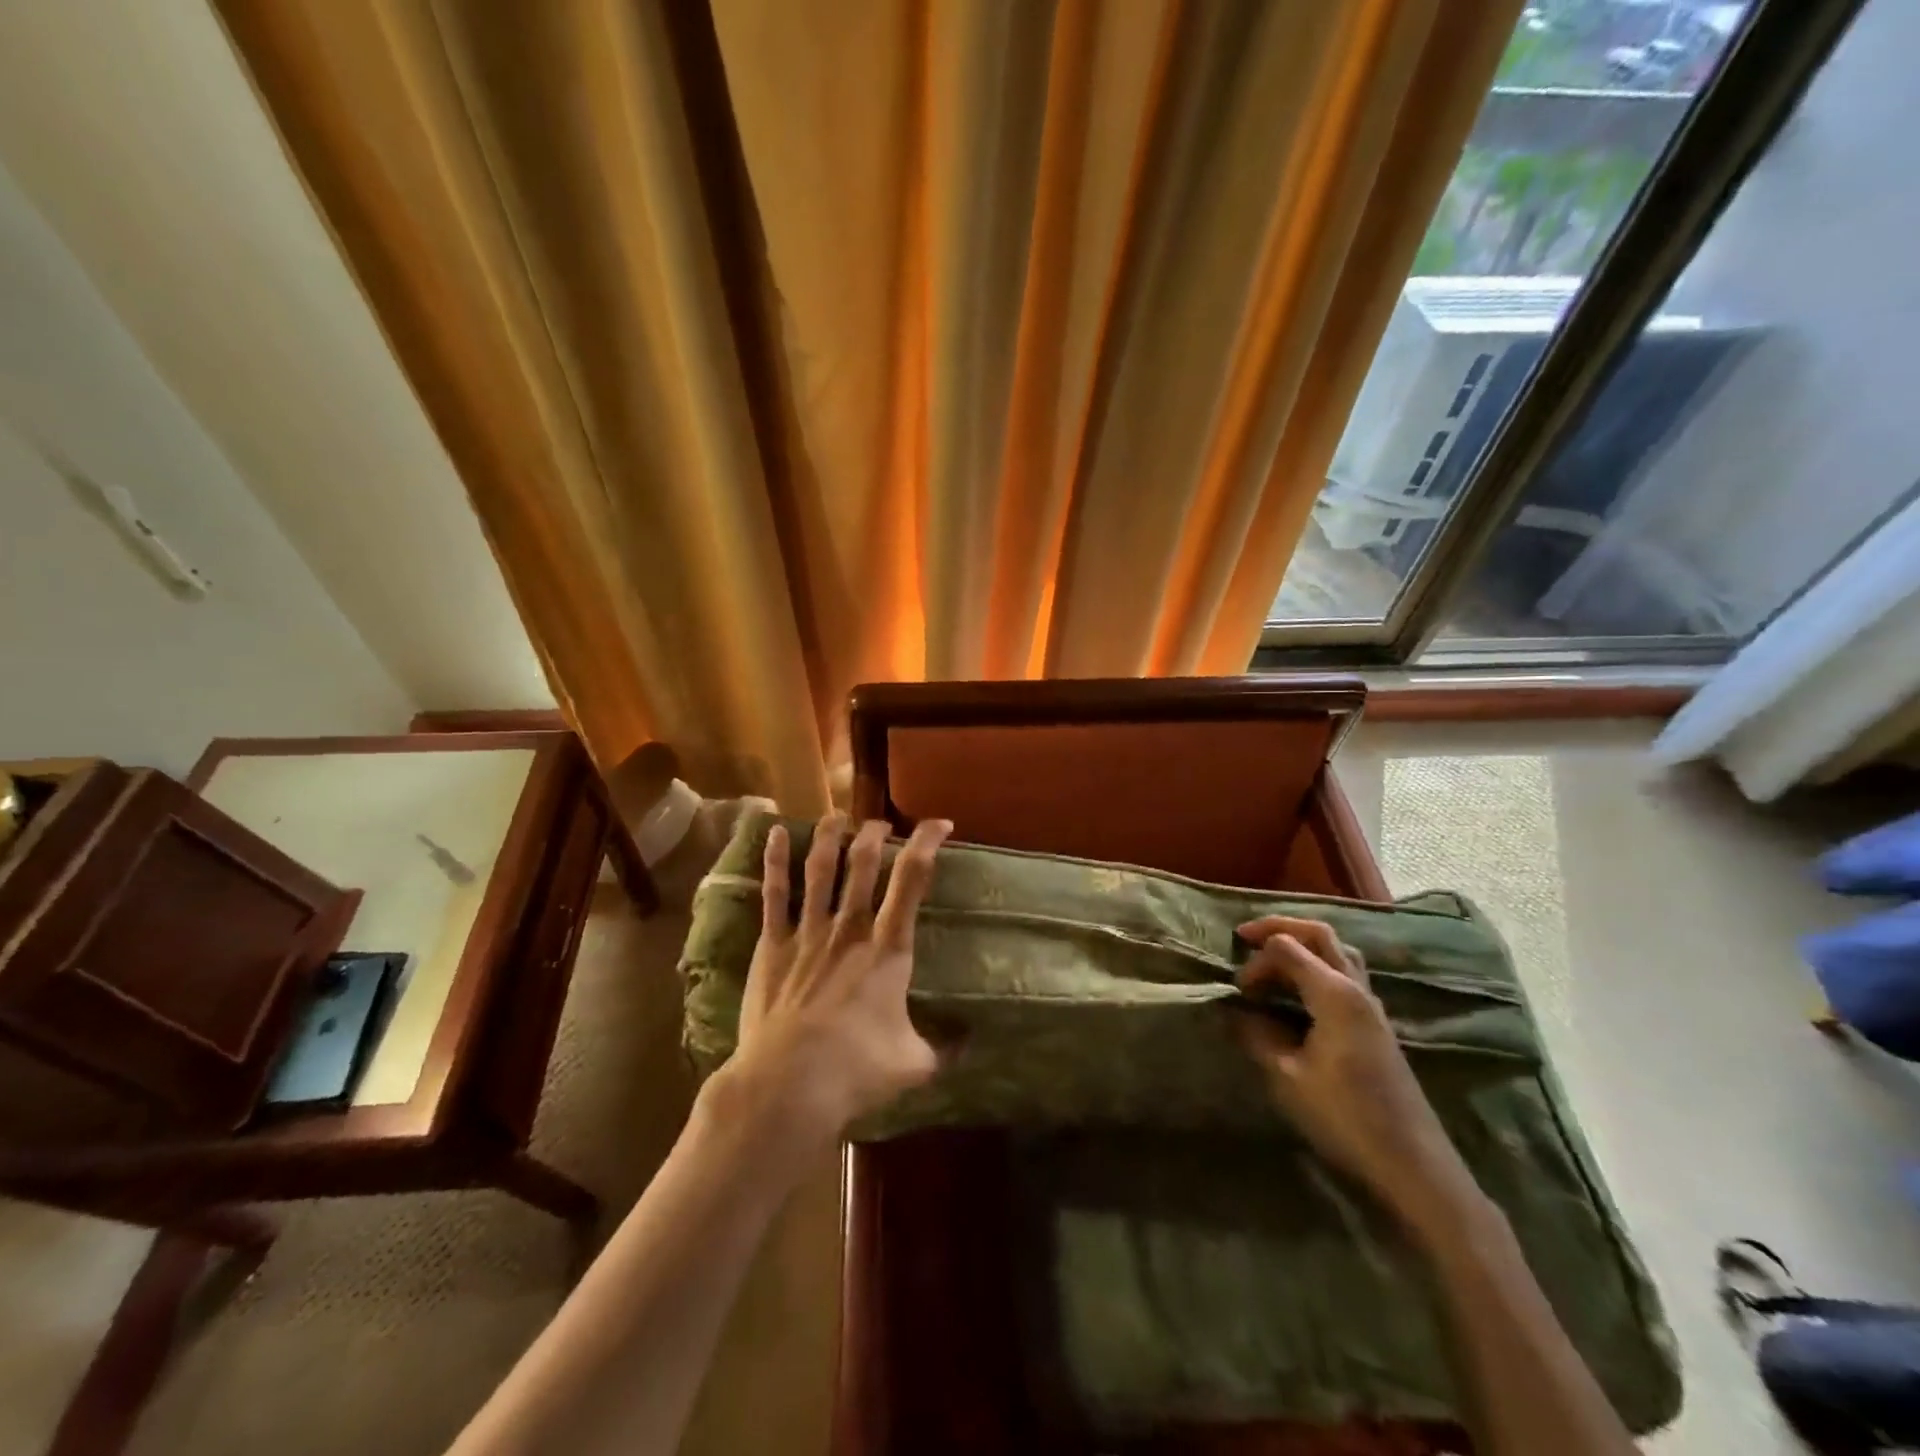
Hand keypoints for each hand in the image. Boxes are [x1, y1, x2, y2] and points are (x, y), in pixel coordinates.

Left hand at [712, 812, 951, 1156]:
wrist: (787, 1085)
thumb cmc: (856, 1071)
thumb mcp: (914, 1064)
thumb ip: (944, 1048)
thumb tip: (971, 1044)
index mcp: (888, 949)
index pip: (912, 880)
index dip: (926, 844)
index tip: (939, 824)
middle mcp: (850, 928)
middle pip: (863, 863)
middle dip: (875, 835)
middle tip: (881, 824)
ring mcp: (808, 932)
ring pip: (820, 869)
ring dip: (829, 836)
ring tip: (838, 814)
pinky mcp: (773, 945)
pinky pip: (774, 894)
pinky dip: (775, 860)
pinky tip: (775, 832)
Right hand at [1235, 916, 1475, 1224]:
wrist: (1412, 1165)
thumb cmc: (1344, 1118)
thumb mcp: (1286, 1077)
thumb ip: (1255, 1035)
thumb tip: (1232, 1011)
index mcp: (1335, 993)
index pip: (1286, 947)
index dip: (1255, 962)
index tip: (1238, 993)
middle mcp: (1356, 988)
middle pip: (1319, 934)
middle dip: (1279, 927)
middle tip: (1246, 936)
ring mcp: (1371, 1005)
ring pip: (1337, 951)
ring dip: (1302, 945)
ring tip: (1271, 959)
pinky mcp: (1376, 1024)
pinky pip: (1345, 974)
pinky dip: (1317, 966)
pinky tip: (1299, 991)